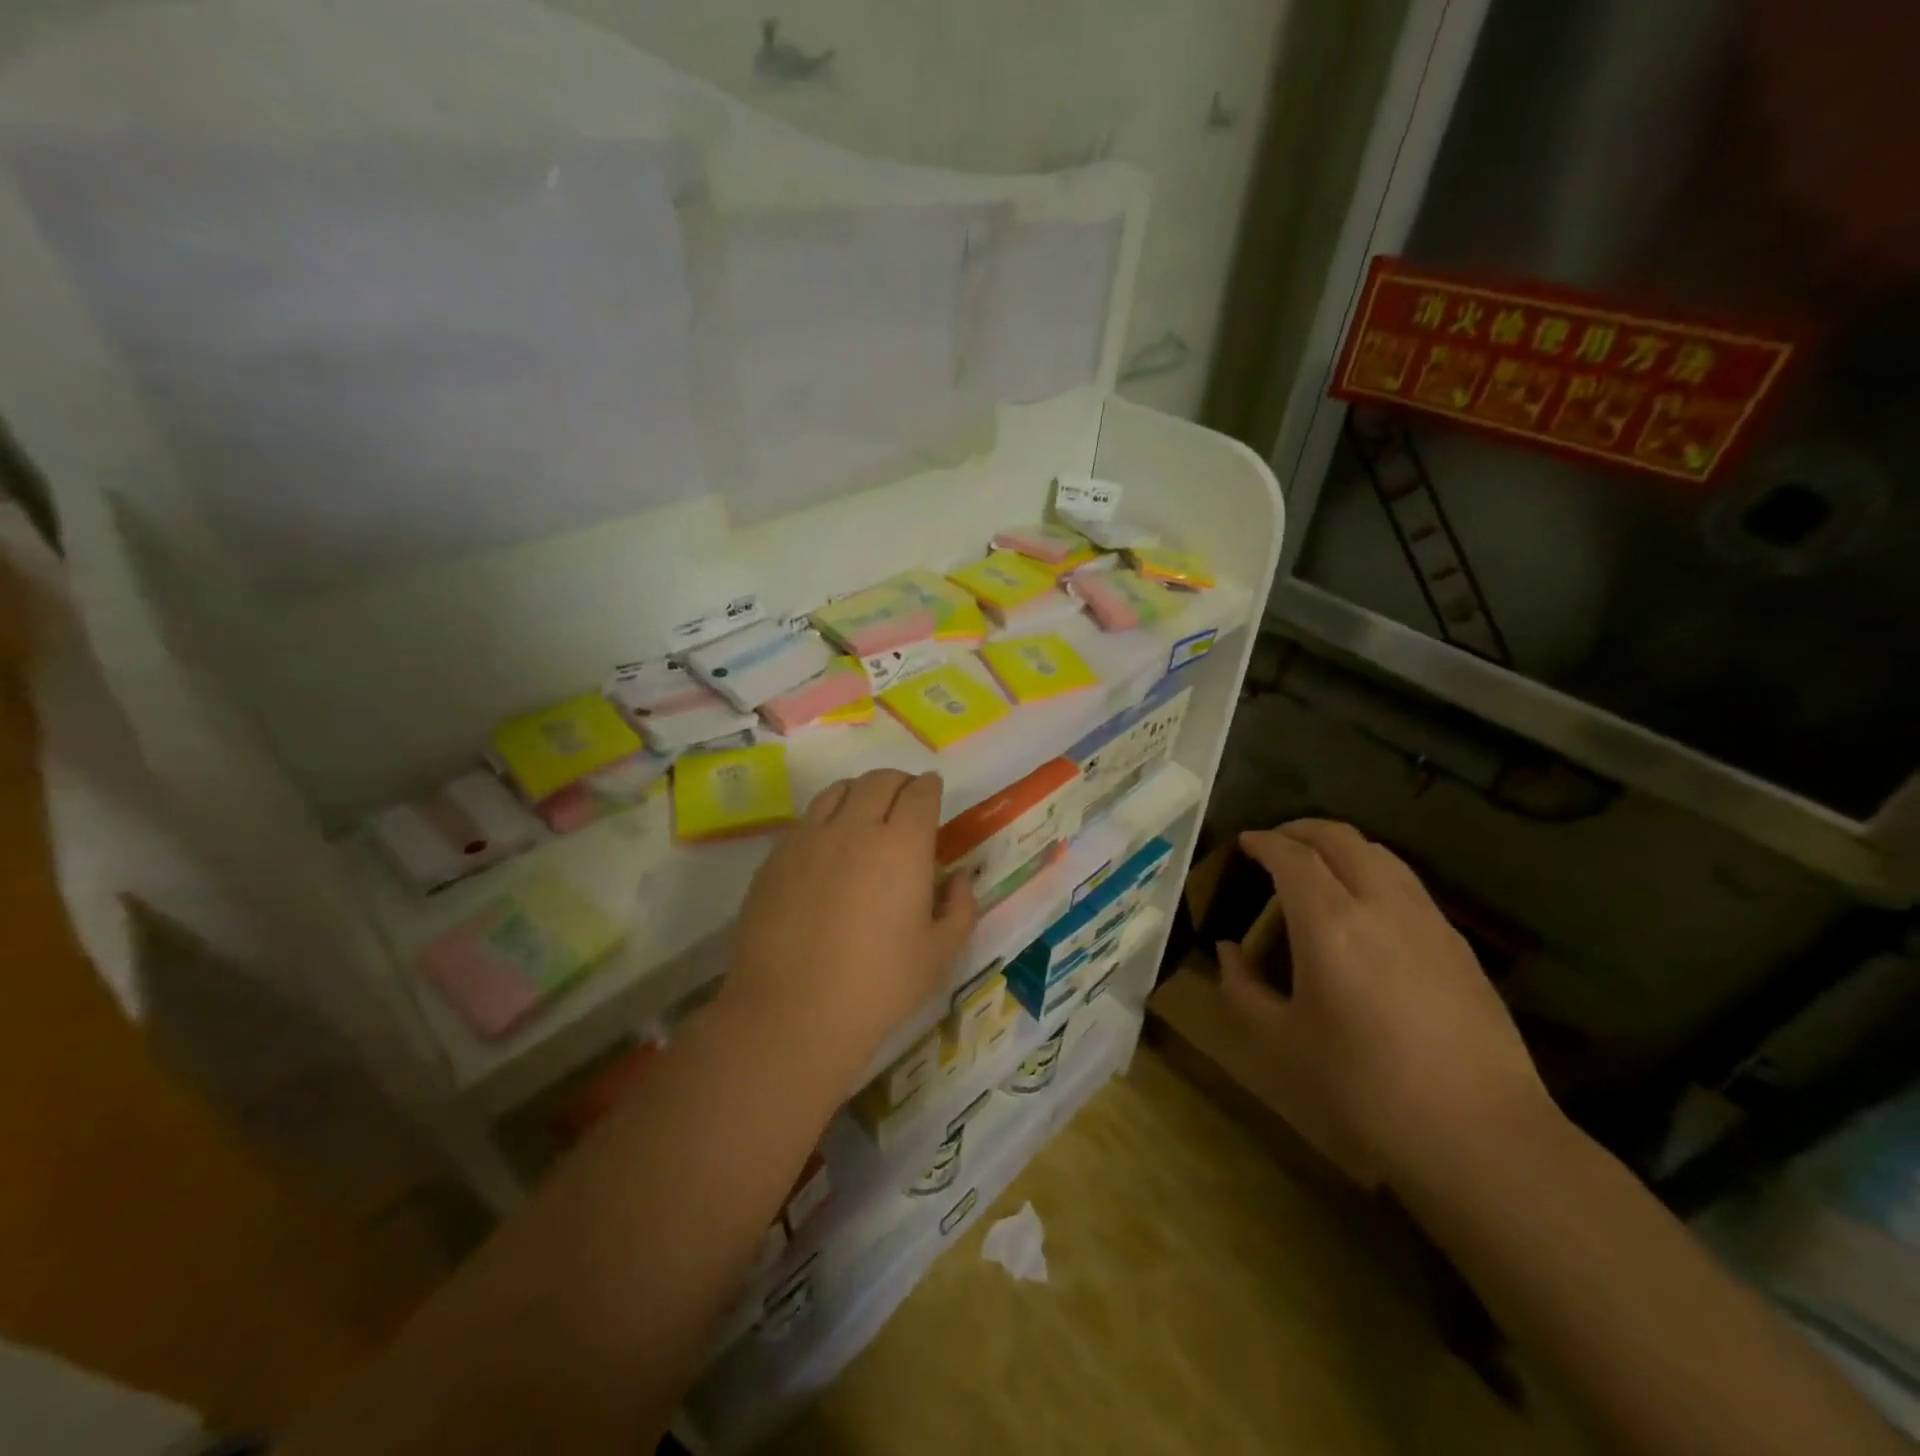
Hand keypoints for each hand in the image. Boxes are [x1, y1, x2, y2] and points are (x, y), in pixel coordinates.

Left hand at [723, 770, 975, 1079]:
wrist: (791, 1012)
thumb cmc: (878, 986)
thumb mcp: (939, 954)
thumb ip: (960, 908)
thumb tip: (958, 878)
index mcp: (902, 846)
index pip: (920, 794)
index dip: (930, 788)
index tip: (933, 793)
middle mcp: (855, 827)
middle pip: (879, 781)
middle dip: (899, 783)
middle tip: (905, 801)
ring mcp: (809, 839)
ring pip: (838, 790)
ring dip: (860, 792)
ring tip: (866, 813)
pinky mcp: (776, 857)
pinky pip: (807, 819)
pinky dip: (827, 817)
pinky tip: (829, 846)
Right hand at [1218, 820, 1553, 1190]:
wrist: (1481, 1138)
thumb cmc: (1364, 1090)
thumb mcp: (1280, 1044)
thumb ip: (1243, 989)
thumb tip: (1230, 952)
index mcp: (1330, 923)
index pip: (1292, 855)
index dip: (1264, 842)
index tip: (1244, 844)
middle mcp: (1381, 904)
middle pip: (1340, 837)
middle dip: (1301, 830)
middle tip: (1275, 845)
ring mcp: (1428, 921)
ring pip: (1380, 854)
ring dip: (1341, 847)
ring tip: (1317, 869)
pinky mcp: (1458, 945)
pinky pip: (1407, 884)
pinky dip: (1374, 872)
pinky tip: (1365, 910)